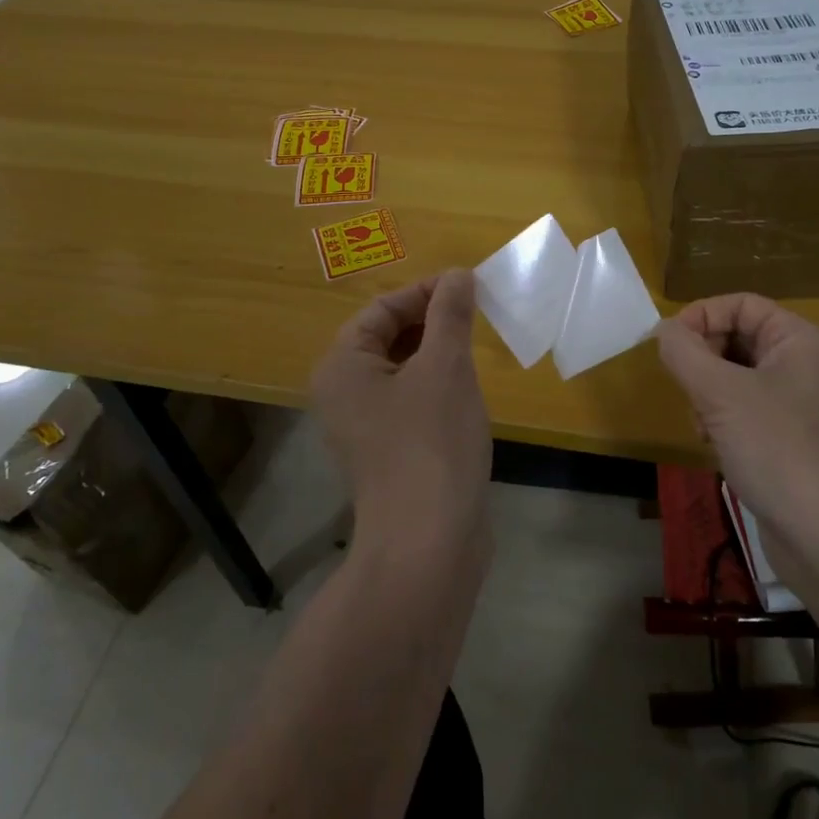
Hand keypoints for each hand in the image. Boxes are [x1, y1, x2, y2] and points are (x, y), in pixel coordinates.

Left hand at [310, 269, 492, 559]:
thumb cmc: (432, 441)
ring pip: (401, 370)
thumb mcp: (446, 366)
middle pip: (387, 337)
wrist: (429, 542)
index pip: (381, 309)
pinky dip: (436, 386)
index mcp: (343, 365)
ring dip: (436, 353)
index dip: (425, 292)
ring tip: (475, 348)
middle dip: (431, 321)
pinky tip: (467, 391)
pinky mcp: (388, 452)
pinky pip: (410, 401)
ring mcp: (364, 427)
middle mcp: (343, 393)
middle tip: (475, 314)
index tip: (468, 287)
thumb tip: (457, 275)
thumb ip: (450, 314)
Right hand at [657, 294, 818, 553]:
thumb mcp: (720, 393)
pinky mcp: (791, 438)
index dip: (701, 316)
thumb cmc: (776, 448)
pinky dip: (722, 419)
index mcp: (801, 341)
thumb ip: (684, 352)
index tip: (668, 345)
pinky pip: (746, 409)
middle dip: (703, 360)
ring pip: (736, 376)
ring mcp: (800, 404)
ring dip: (708, 393)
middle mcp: (806, 365)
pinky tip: (714, 445)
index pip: (741, 304)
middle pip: (738, 338)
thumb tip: (663, 330)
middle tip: (687, 389)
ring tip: (702, 424)